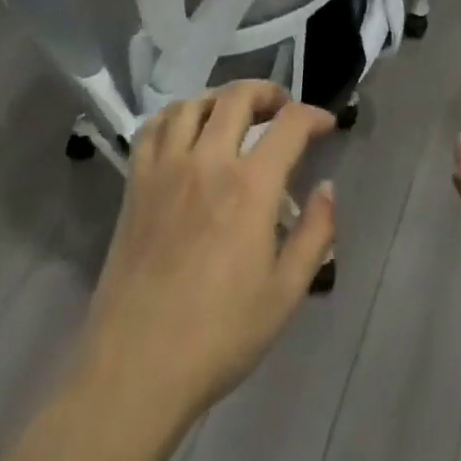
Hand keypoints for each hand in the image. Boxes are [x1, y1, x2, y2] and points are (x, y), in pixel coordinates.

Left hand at [74, 82, 336, 426]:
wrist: (136, 368)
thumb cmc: (219, 335)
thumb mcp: (286, 293)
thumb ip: (315, 233)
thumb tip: (326, 188)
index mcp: (250, 187)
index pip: (289, 124)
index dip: (314, 116)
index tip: (326, 125)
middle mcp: (207, 162)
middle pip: (237, 97)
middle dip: (268, 92)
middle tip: (282, 109)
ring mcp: (165, 170)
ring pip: (192, 103)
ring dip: (221, 99)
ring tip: (235, 116)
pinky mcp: (135, 185)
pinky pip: (152, 128)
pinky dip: (174, 116)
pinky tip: (186, 132)